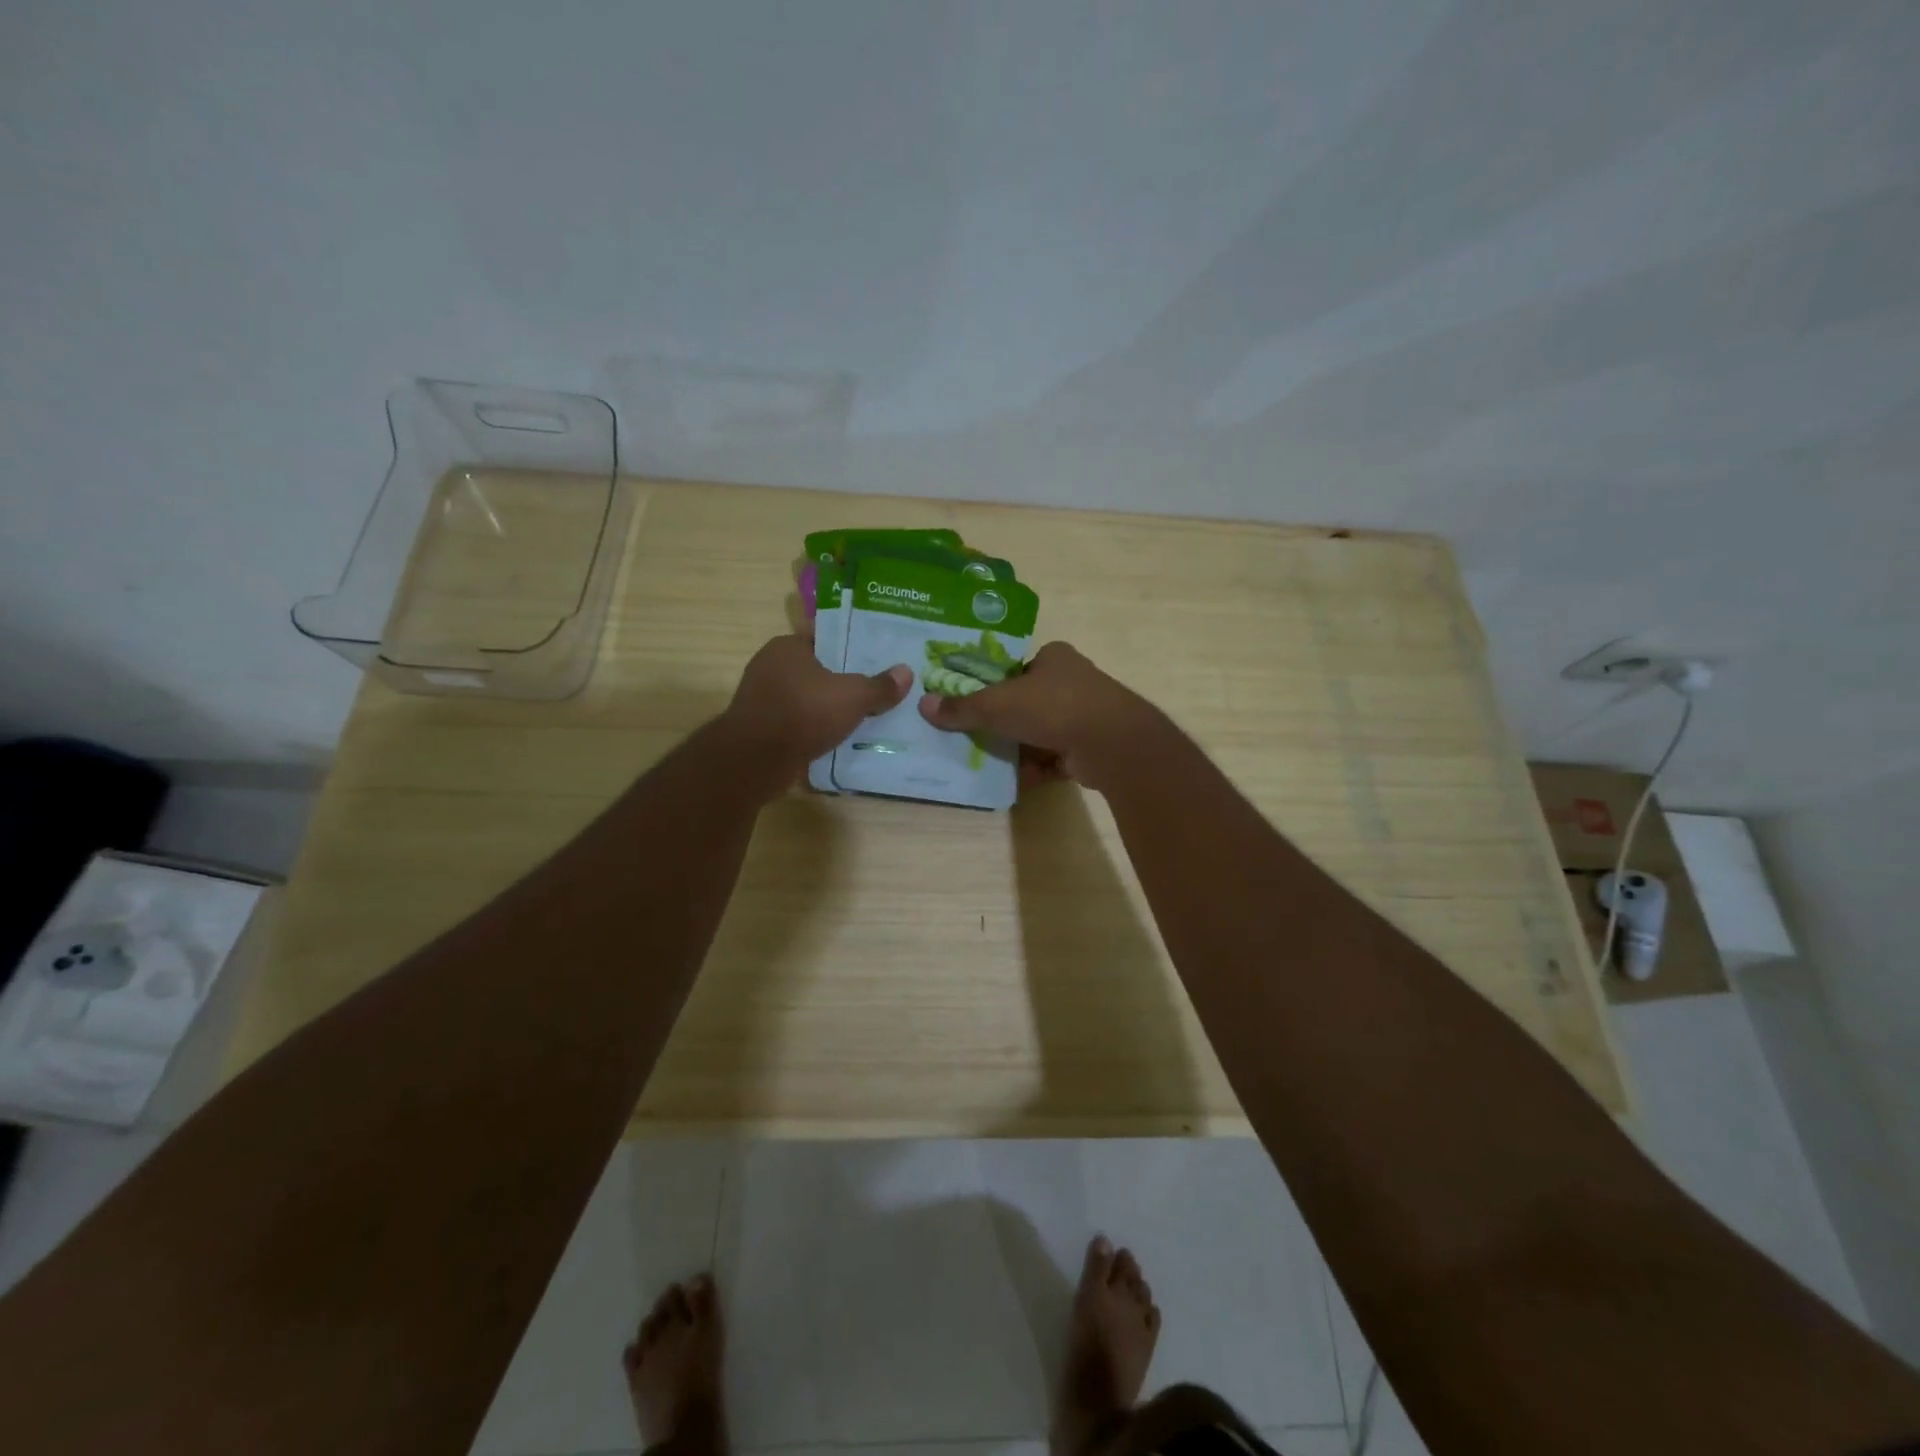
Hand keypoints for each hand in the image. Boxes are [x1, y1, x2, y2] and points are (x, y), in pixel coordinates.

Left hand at [722, 632, 912, 789]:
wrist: (756, 760)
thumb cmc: (804, 712)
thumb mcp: (853, 696)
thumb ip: (880, 686)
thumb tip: (906, 673)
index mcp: (787, 646)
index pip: (824, 637)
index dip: (851, 646)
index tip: (875, 657)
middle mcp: (770, 666)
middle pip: (816, 669)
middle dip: (842, 679)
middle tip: (875, 687)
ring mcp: (762, 698)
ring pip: (806, 697)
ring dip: (828, 707)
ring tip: (862, 715)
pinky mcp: (761, 728)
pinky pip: (797, 722)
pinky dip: (814, 728)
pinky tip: (837, 737)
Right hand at [915, 642, 1164, 791]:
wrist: (1110, 743)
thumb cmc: (1052, 707)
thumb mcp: (998, 704)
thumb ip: (962, 707)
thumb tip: (924, 705)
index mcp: (1054, 657)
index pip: (1016, 669)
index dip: (994, 687)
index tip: (974, 706)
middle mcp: (1072, 681)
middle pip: (1027, 703)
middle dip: (1004, 723)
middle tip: (976, 738)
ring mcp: (1085, 715)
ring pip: (1040, 732)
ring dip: (1019, 749)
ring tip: (990, 764)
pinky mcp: (1090, 747)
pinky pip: (1055, 757)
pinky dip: (1036, 769)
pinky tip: (1015, 782)